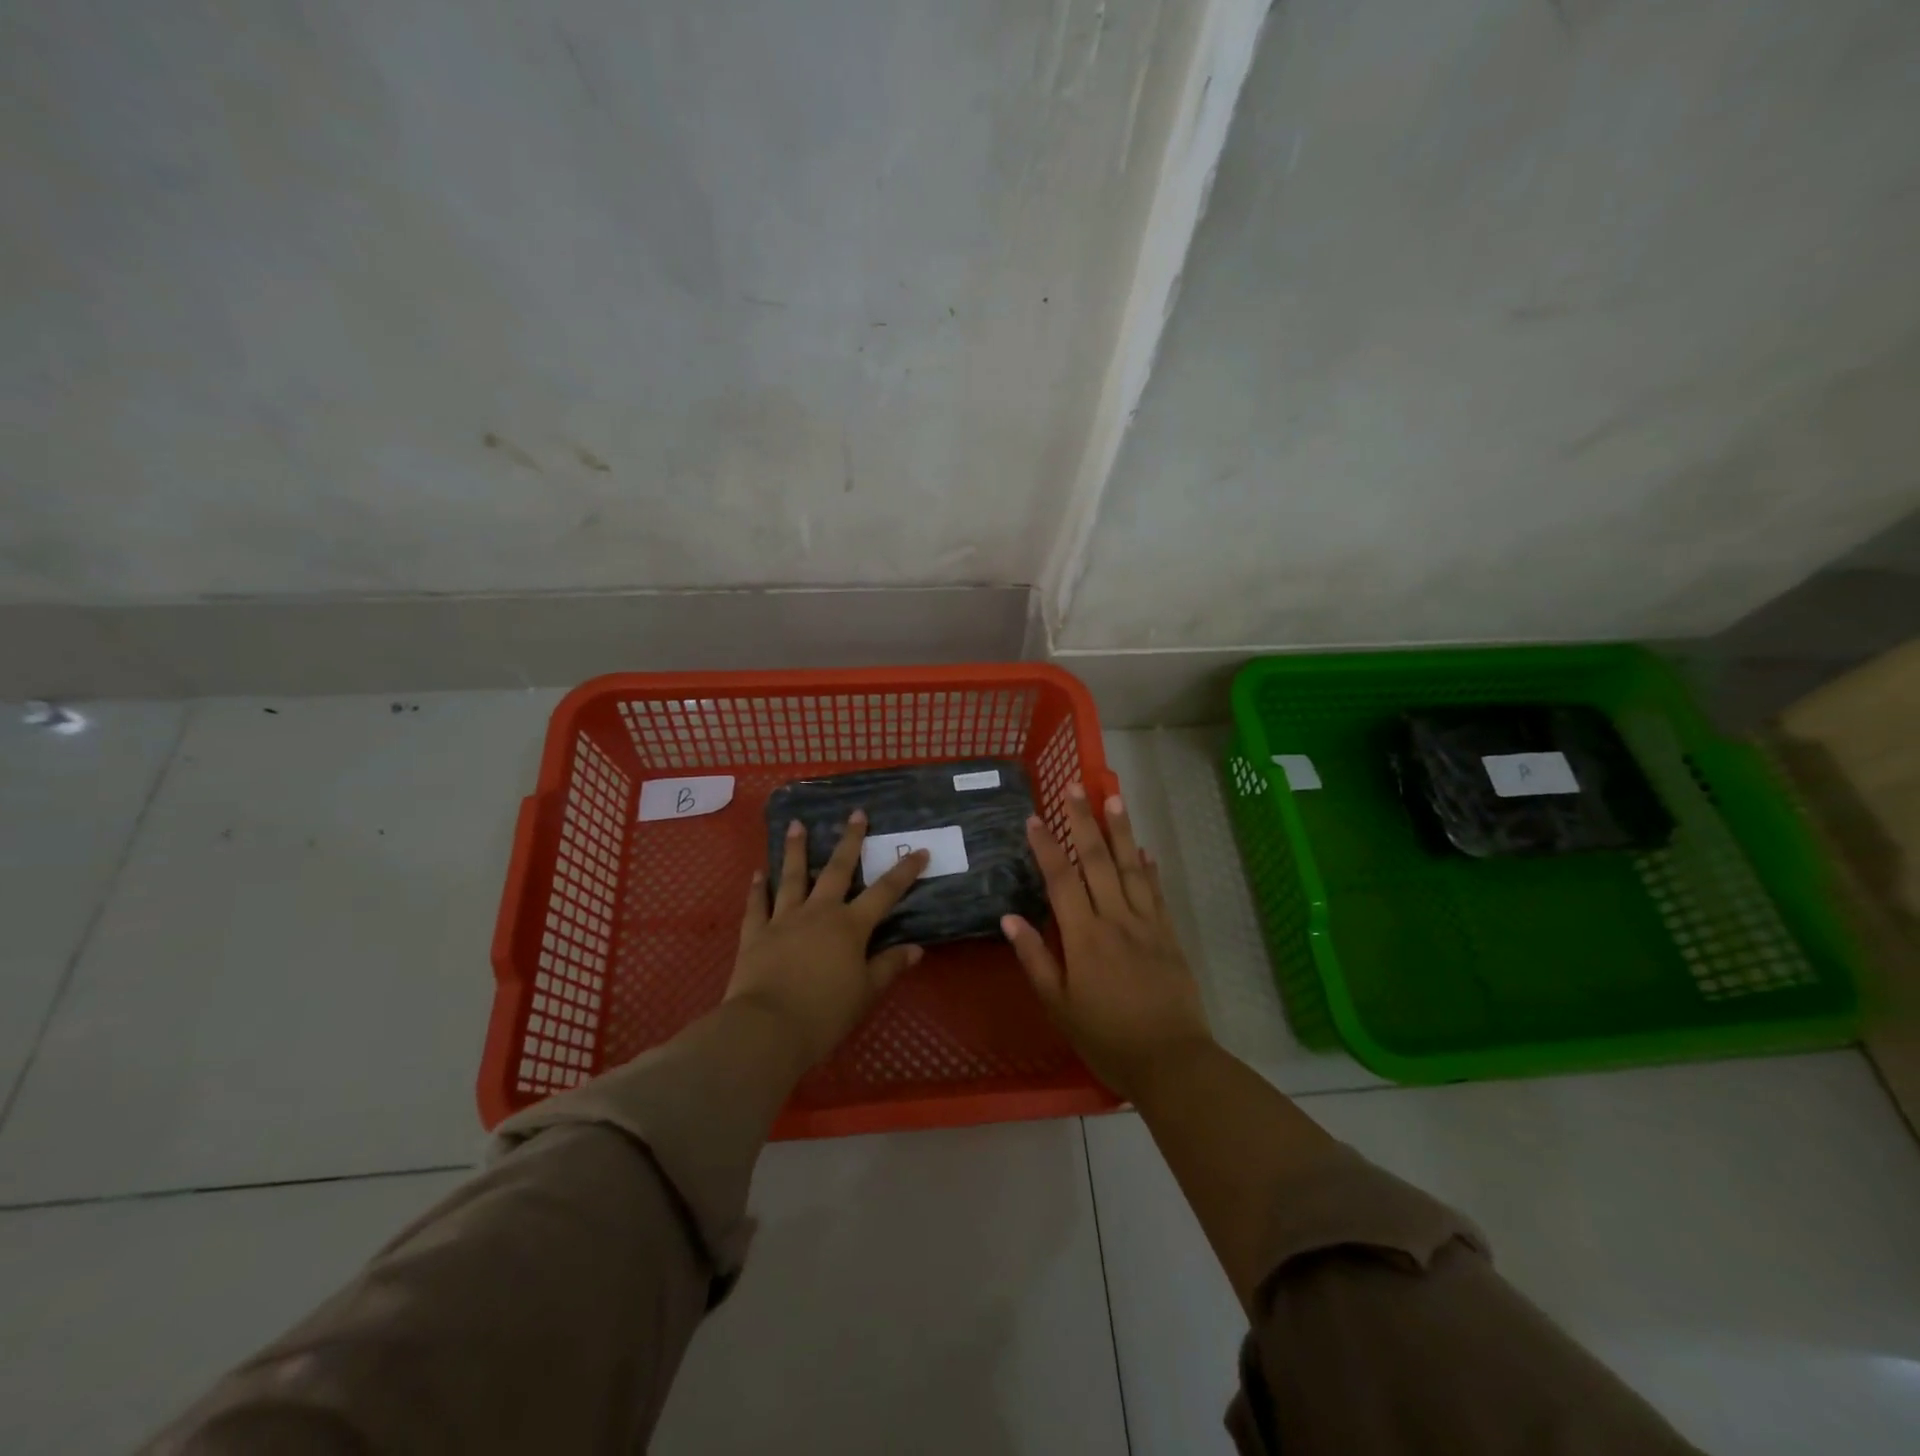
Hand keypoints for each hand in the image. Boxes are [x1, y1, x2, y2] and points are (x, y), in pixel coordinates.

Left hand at [725, 810, 930, 1067]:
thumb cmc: (824, 1014)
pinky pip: (758, 904)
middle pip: (837, 870)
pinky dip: (758, 888)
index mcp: (850, 926)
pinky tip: (759, 872)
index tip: (919, 851)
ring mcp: (784, 919)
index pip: (885, 892)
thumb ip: (889, 966)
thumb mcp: (865, 993)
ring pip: (792, 876)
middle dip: (850, 840)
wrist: (766, 1028)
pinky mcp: (755, 934)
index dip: (904, 871)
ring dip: (795, 849)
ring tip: (796, 824)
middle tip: (856, 813)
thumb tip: (916, 948)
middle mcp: (818, 912)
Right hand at [1002, 786, 1212, 1101]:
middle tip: (1075, 785)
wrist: (1172, 1061)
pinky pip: (1156, 892)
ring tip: (1113, 797)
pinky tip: (1144, 848)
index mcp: (1084, 937)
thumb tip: (1010, 918)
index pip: (1062, 879)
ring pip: (1131, 867)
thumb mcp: (1059, 1006)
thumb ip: (1035, 959)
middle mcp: (1115, 919)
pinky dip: (1148, 867)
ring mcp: (1147, 924)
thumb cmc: (1106, 1038)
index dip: (1047, 846)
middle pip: (1098, 860)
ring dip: (1120, 830)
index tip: (1035, 817)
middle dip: (1083, 820)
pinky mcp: (1169, 935)